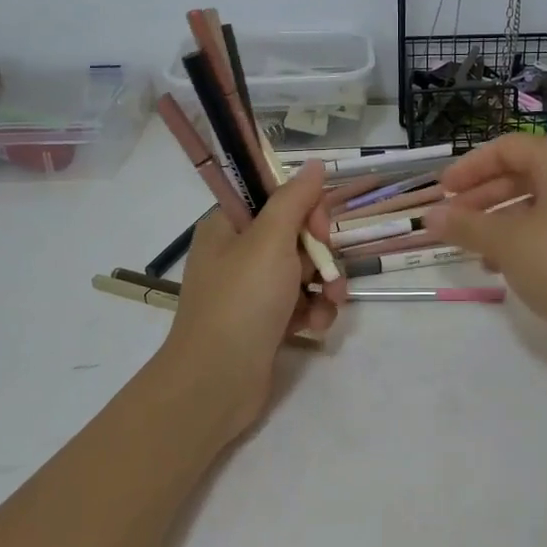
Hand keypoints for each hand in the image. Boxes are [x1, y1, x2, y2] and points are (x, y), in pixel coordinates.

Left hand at [159, 161, 343, 440]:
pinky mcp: (265, 322)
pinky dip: (313, 312)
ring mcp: (251, 290)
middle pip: (296, 236)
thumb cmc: (241, 302)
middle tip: (328, 273)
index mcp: (229, 226)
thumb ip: (295, 199)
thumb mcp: (270, 241)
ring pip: (304, 271)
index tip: (318, 230)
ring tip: (330, 304)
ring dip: (324, 286)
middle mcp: (238, 253)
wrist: (216, 383)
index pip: (277, 199)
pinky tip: (315, 327)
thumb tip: (315, 164)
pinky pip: (300, 303)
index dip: (305, 211)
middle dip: (321, 255)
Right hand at [425, 134, 546, 344]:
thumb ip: (466, 225)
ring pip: (536, 201)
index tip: (441, 192)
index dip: (469, 168)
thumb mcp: (506, 243)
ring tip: (472, 247)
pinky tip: (502, 265)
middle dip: (482, 196)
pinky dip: (524, 236)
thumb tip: (429, 216)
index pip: (506, 148)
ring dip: (499, 220)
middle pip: (521, 173)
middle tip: (452, 219)